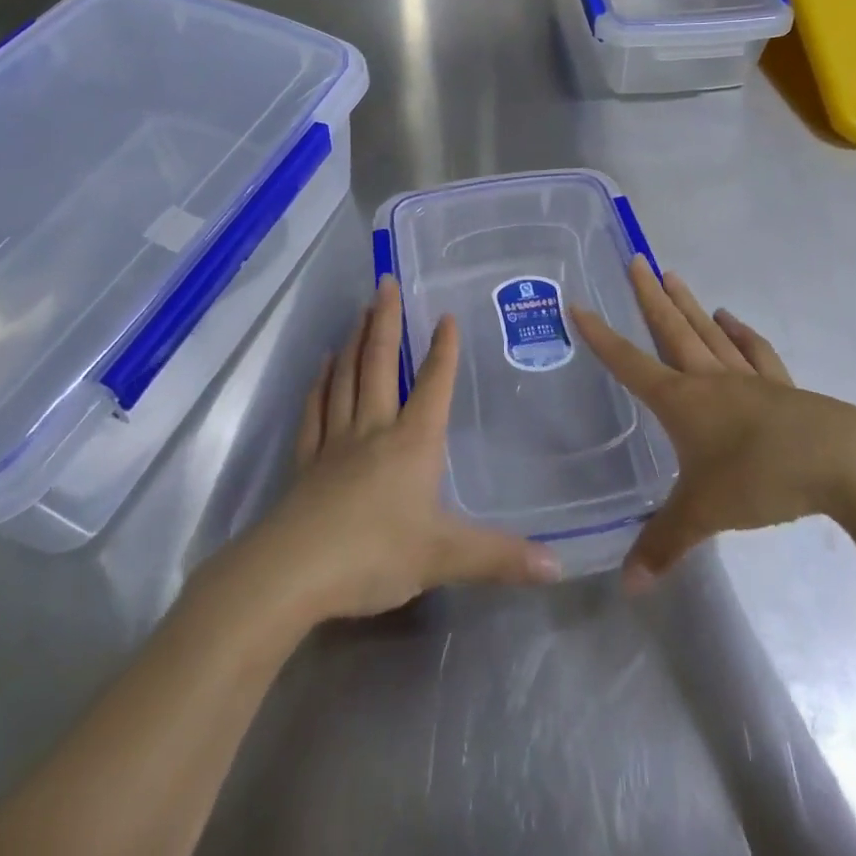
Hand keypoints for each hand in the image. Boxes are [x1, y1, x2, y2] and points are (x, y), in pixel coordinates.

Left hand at [248, 276, 560, 621]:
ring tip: (358, 310)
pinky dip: (320, 383)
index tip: (445, 316)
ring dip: (353, 341)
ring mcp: (336, 441)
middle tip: (384, 283)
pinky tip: (322, 365)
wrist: (294, 572)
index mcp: (411, 443)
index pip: (432, 386)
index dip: (442, 351)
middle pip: (379, 364)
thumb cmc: (374, 555)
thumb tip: (560, 568)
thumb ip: (499, 557)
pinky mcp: (307, 461)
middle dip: (385, 321)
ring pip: (345, 378)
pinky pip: (315, 410)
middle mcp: (373, 429)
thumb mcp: (444, 557)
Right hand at [571, 257, 855, 592]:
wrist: (841, 463)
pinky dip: (741, 334)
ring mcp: (748, 379)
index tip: (579, 304)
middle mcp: (709, 379)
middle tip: (635, 260)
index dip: (601, 336)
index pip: (629, 362)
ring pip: (708, 332)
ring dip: (689, 304)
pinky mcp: (783, 389)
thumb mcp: (703, 514)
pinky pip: (755, 352)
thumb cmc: (760, 479)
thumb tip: (627, 586)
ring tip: (673, 275)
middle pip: (672, 329)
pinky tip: (732, 320)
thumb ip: (664, 544)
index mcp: (681, 401)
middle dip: (649, 296)